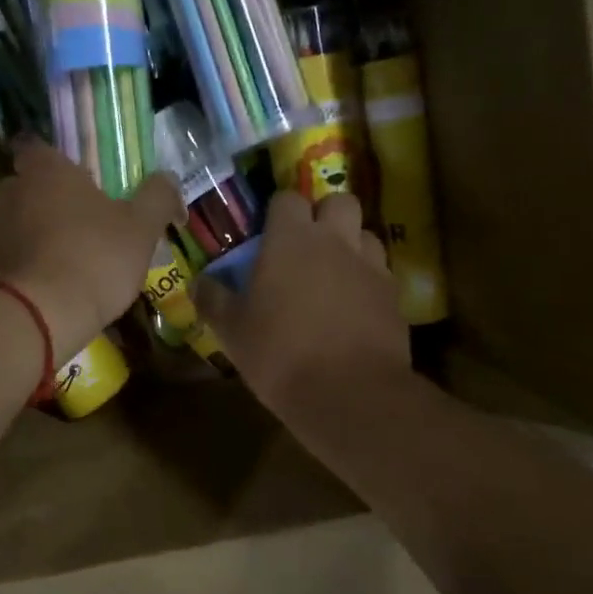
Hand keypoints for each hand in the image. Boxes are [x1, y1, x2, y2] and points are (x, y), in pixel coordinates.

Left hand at [0, 137, 181, 362]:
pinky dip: (19, 266)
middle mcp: (10, 190)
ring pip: (13, 223)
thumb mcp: (140, 229)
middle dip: (47, 201)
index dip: (55, 161)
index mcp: (47, 171)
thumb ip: (157, 197)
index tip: (75, 180)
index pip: (37, 147)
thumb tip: (168, 178)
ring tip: (61, 262)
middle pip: (26, 186)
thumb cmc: (93, 258)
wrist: (34, 316)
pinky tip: (40, 288)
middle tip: (77, 224)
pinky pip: (2, 257)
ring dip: (32, 235)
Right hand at [194, 192, 410, 421]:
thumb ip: (213, 299)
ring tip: (332, 274)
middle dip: (324, 214)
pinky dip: (367, 281)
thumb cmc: (280, 353)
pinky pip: (380, 273)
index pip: (287, 199)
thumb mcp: (232, 330)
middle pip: (339, 201)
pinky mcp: (394, 296)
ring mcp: (370, 267)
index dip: (277, 211)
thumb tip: (198, 282)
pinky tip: (352, 307)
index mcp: (291, 239)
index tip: (267, 233)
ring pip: (365, 234)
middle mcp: (335, 241)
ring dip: (350, 244)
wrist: (349, 394)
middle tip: (306, 244)